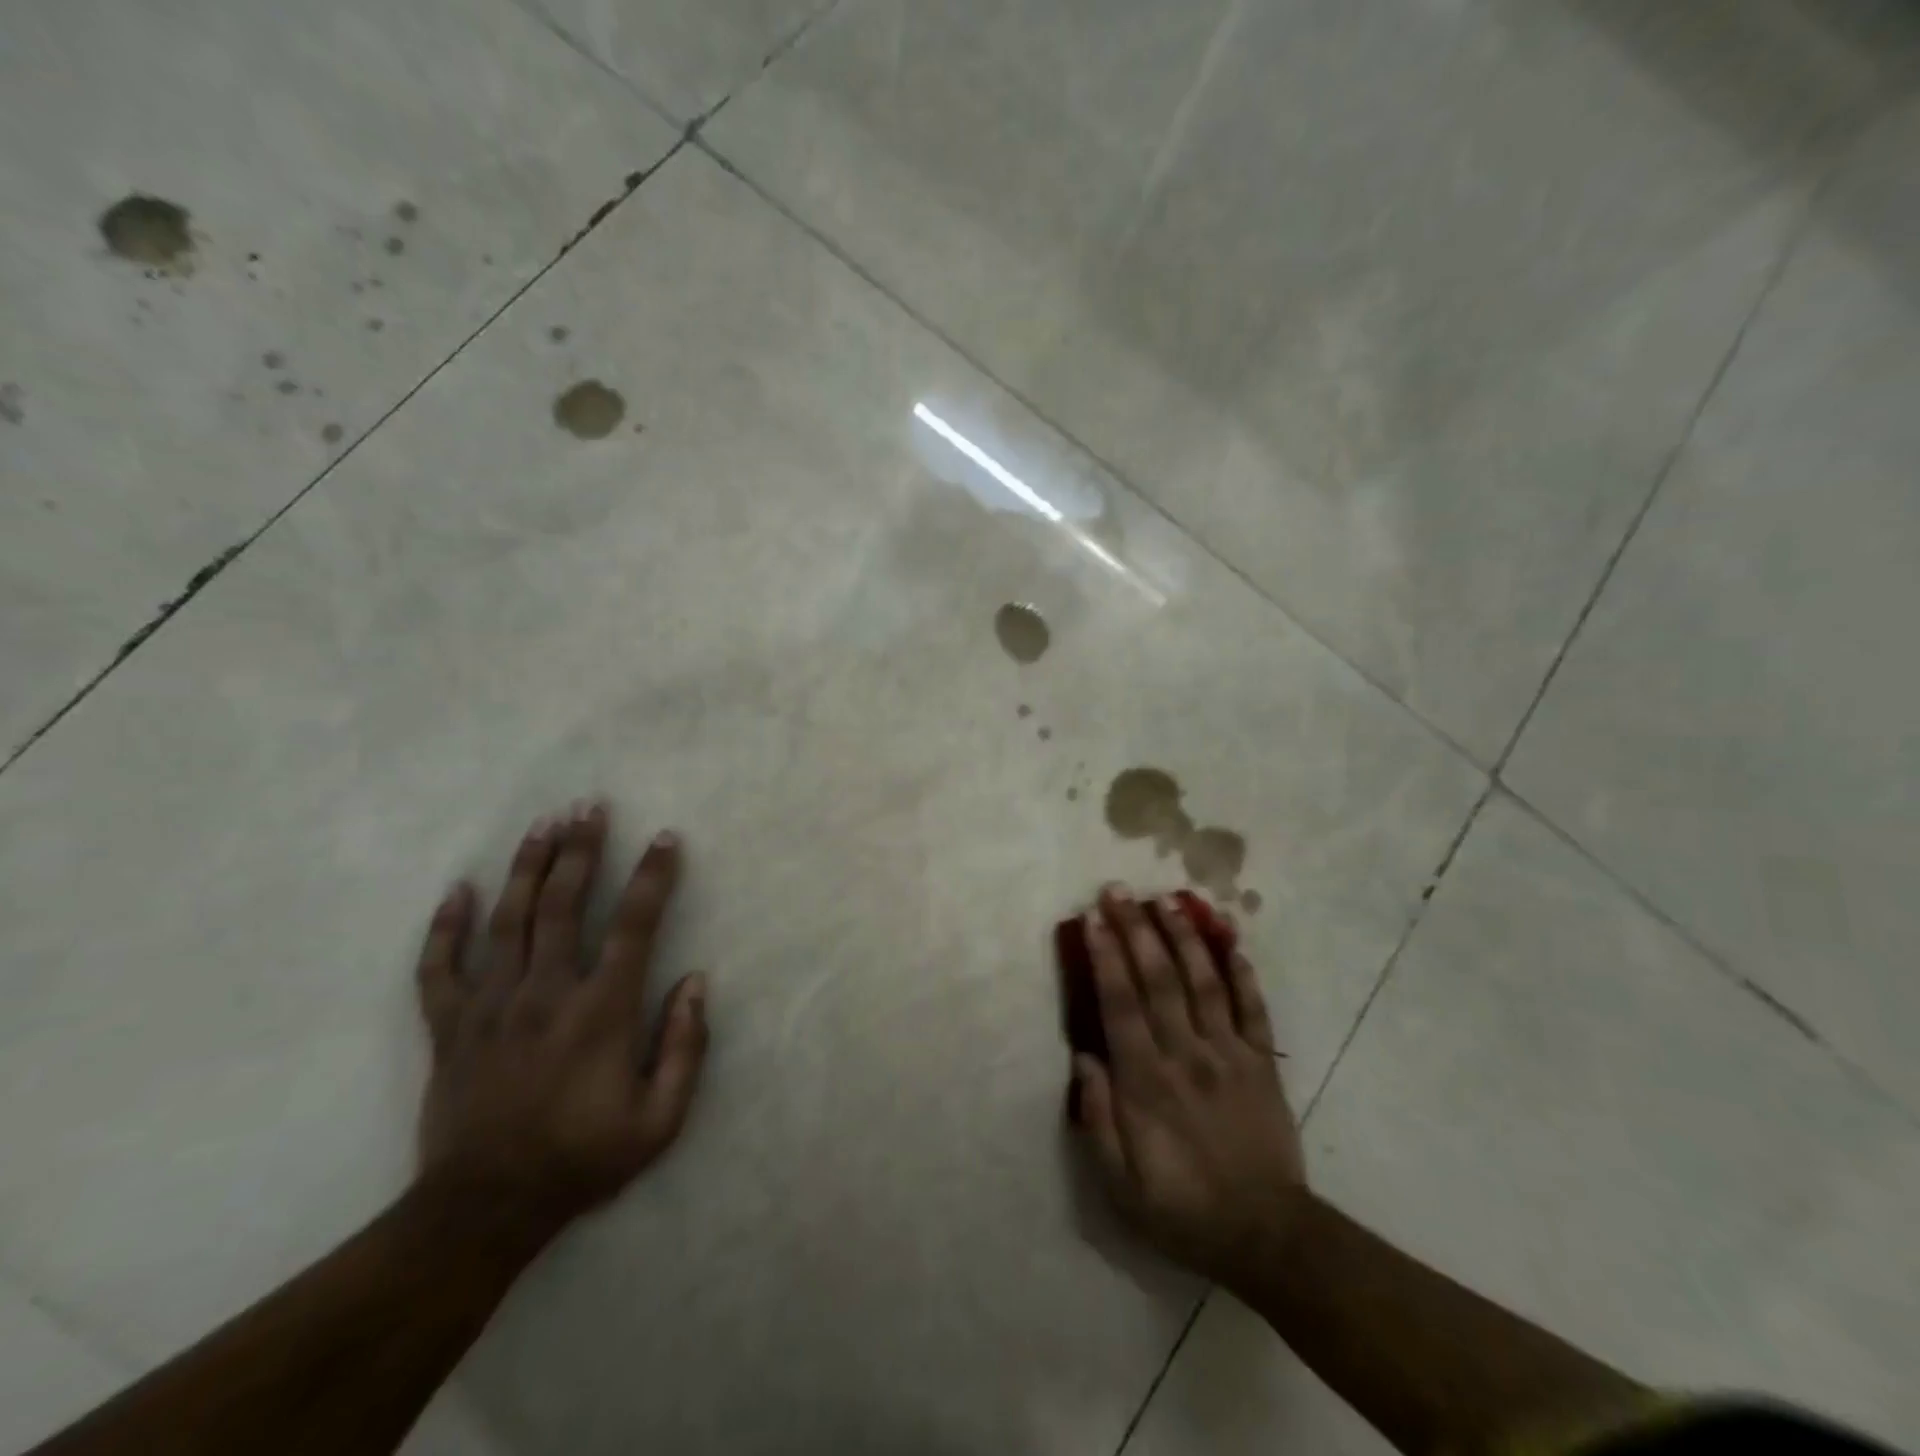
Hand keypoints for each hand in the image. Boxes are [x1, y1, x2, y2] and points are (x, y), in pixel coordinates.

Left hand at [414, 802, 708, 1237]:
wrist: (481, 1211)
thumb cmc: (582, 1160)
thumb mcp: (660, 1120)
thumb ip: (686, 1047)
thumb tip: (697, 981)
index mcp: (600, 1012)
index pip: (634, 925)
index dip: (652, 877)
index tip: (665, 838)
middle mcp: (545, 994)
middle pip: (563, 904)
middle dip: (581, 849)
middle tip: (590, 805)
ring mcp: (490, 1007)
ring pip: (508, 920)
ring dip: (528, 867)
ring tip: (542, 824)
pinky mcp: (449, 1027)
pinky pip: (440, 967)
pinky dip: (446, 926)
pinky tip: (459, 889)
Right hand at [1069, 886, 1306, 1289]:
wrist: (1266, 1236)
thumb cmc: (1183, 1209)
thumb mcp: (1121, 1186)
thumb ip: (1097, 1120)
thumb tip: (1083, 1057)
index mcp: (1147, 1082)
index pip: (1120, 1004)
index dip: (1106, 957)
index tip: (1093, 919)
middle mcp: (1186, 1054)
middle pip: (1158, 979)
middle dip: (1136, 929)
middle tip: (1119, 889)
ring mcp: (1230, 1054)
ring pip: (1204, 982)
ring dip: (1185, 937)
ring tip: (1169, 899)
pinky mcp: (1263, 1062)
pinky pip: (1253, 1008)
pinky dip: (1243, 971)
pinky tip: (1231, 939)